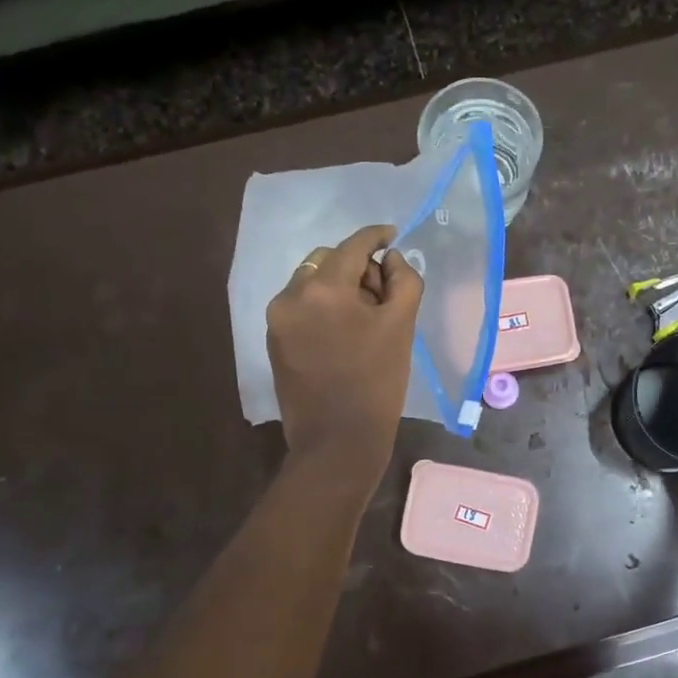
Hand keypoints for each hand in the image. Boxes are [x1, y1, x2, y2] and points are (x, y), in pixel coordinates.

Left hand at [266, 225, 423, 489]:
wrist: (337, 441)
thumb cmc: (377, 384)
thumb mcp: (401, 327)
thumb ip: (403, 282)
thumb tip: (390, 260)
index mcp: (324, 288)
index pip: (353, 246)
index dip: (375, 236)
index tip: (392, 235)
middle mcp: (292, 294)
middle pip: (328, 260)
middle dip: (357, 267)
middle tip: (383, 294)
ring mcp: (277, 319)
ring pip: (311, 282)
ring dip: (338, 287)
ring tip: (364, 318)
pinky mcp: (274, 340)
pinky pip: (301, 307)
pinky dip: (323, 307)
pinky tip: (343, 334)